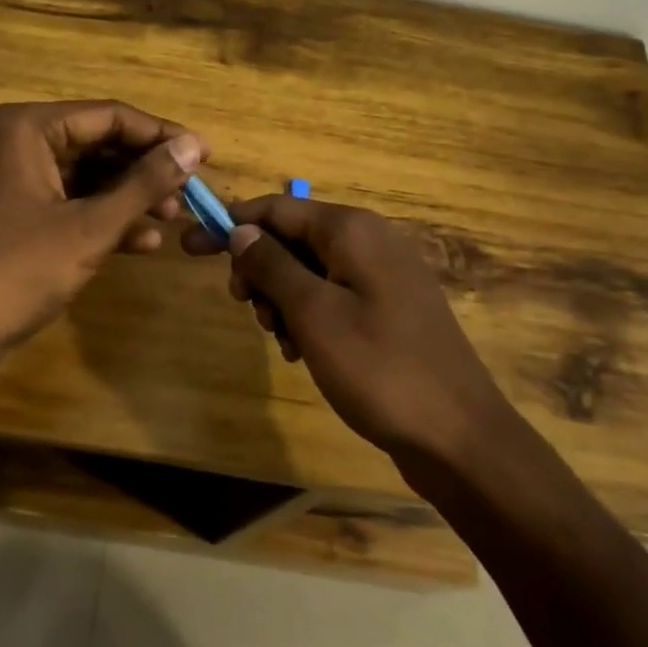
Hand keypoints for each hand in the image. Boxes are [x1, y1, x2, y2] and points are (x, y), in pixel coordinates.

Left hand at [0, 101, 206, 399]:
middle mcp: (6, 140)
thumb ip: (145, 183)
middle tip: (188, 195)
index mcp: (22, 128)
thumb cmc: (16, 273)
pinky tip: (137, 242)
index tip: (205, 155)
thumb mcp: (90, 228)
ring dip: (123, 198)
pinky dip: (93, 217)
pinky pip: (56, 201)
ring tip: (171, 220)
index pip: (108, 116)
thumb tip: (194, 147)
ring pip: (76, 176)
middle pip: (92, 143)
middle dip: (142, 171)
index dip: (161, 136)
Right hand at [187, 195, 505, 460]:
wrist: (459, 437)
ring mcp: (383, 276)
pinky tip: (303, 352)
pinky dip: (308, 316)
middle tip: (247, 309)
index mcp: (352, 230)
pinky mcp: (389, 309)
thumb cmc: (379, 368)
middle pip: (292, 238)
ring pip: (309, 271)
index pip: (276, 209)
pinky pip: (332, 296)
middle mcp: (370, 241)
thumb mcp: (313, 314)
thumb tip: (239, 231)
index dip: (229, 224)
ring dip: (282, 300)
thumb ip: (271, 266)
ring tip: (283, 341)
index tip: (188, 247)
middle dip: (260, 270)